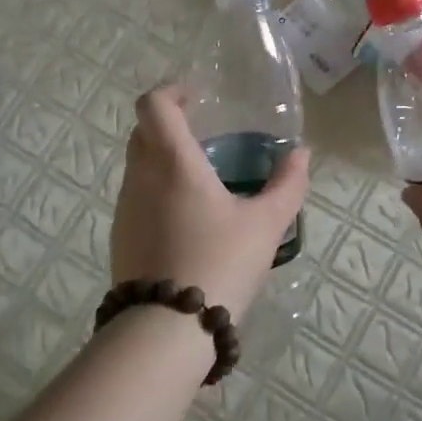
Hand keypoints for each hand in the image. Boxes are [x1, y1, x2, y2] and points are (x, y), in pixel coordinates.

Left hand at [110, 84, 310, 318]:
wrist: (167, 329)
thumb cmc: (220, 262)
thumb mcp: (267, 225)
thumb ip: (288, 185)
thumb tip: (301, 154)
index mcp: (172, 162)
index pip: (153, 104)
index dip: (172, 92)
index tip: (198, 99)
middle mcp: (140, 176)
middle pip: (143, 131)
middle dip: (170, 124)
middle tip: (205, 136)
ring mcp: (125, 208)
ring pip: (138, 165)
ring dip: (163, 159)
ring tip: (201, 181)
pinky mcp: (120, 236)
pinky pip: (136, 196)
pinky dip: (156, 190)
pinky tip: (187, 219)